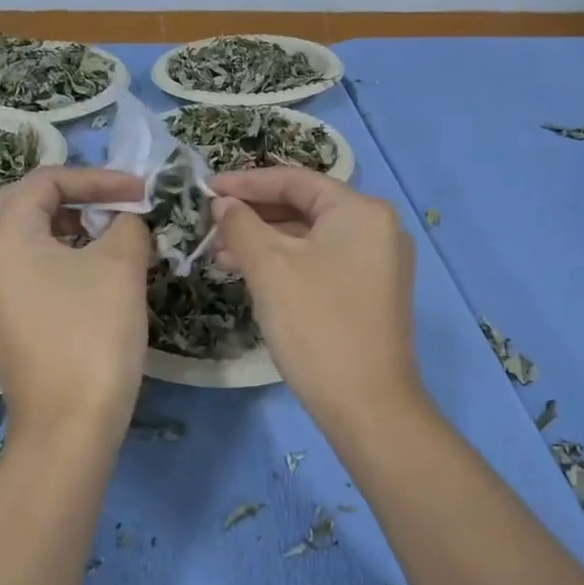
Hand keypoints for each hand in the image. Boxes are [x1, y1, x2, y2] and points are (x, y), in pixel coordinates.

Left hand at [0, 167, 149, 447]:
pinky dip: (66, 259)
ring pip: (33, 240)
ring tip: (118, 239)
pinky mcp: (5, 321)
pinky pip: (32, 271)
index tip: (141, 190)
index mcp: (1, 238)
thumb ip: (127, 223)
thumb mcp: (120, 265)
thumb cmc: (93, 334)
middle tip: (125, 207)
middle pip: (31, 206)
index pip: (45, 181)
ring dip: (77, 229)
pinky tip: (99, 275)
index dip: (97, 178)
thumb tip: (127, 219)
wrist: (70, 425)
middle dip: (83, 200)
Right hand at [210, 168, 424, 435]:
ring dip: (265, 242)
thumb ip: (241, 225)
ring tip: (219, 255)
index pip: (295, 180)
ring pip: (311, 238)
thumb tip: (223, 203)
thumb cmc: (316, 324)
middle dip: (254, 215)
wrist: (367, 404)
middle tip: (209, 225)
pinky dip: (287, 264)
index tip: (205, 187)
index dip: (246, 182)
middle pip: (305, 207)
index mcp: (361, 210)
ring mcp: (378, 262)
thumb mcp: (270, 268)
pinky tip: (252, 276)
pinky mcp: (371, 292)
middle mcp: (377, 228)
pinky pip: (323, 262)